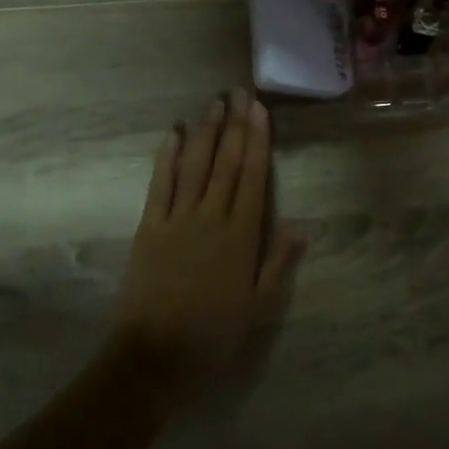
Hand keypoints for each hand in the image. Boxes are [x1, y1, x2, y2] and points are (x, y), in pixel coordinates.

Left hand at [112, 89, 303, 395]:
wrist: (155, 355)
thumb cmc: (213, 334)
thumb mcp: (258, 306)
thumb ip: (277, 263)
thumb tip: (298, 225)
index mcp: (241, 235)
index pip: (253, 176)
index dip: (258, 140)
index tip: (259, 110)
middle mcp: (211, 216)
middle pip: (226, 162)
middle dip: (235, 125)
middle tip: (239, 92)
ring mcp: (177, 218)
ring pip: (195, 165)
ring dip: (206, 132)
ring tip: (214, 104)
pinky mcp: (150, 226)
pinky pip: (160, 183)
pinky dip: (167, 156)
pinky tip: (173, 132)